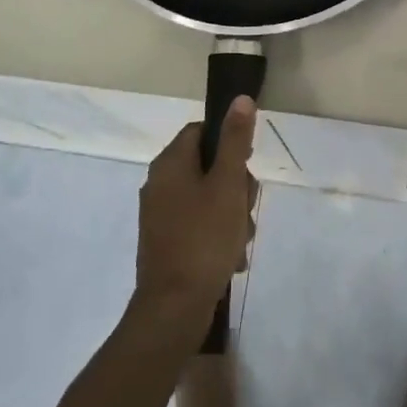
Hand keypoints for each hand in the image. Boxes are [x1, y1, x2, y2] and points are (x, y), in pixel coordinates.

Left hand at [133, 97, 258, 322]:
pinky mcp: (165, 242)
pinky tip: (230, 258)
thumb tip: (240, 98)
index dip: (230, 144)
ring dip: (231, 215)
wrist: (174, 307)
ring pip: (208, 198)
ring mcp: (160, 215)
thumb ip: (235, 141)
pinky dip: (217, 236)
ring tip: (240, 240)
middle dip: (235, 187)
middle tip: (245, 209)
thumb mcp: (228, 184)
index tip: (247, 166)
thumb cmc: (204, 237)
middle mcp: (159, 183)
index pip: (202, 131)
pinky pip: (199, 225)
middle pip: (208, 166)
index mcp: (170, 163)